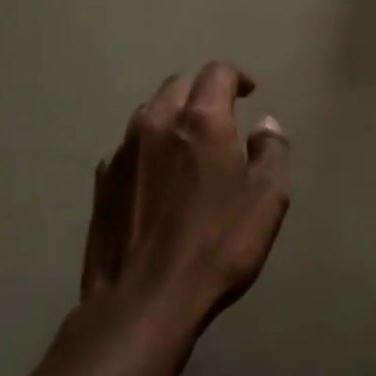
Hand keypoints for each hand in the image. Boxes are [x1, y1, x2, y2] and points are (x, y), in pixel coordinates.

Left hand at [82, 62, 291, 331]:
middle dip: (203, 90)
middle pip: (180, 83)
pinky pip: (130, 144)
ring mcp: (124, 149)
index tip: (249, 92)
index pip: (217, 72)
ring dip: (173, 113)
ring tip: (189, 138)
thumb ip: (271, 152)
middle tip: (222, 113)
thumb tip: (266, 125)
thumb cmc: (216, 247)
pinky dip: (149, 145)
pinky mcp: (103, 180)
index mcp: (201, 119)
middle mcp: (158, 121)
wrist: (142, 303)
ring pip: (151, 109)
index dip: (236, 76)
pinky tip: (158, 174)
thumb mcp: (266, 200)